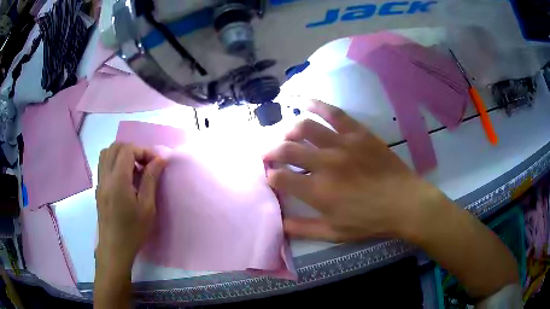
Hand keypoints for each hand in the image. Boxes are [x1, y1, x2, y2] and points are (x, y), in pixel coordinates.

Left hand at [95, 143, 165, 267]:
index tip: (156, 163)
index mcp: (118, 180)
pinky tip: (124, 176)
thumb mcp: (147, 207)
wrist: (114, 248)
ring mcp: (100, 181)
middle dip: (133, 150)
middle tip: (146, 164)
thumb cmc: (133, 231)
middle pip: (116, 147)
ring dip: (122, 153)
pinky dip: (114, 161)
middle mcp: (105, 176)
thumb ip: (151, 179)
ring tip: (134, 168)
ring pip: (107, 153)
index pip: (128, 150)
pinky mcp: (98, 188)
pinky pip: (103, 164)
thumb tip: (160, 159)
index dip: (144, 151)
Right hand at [264, 100, 444, 241]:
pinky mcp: (358, 133)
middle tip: (268, 155)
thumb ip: (303, 229)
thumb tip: (278, 223)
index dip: (270, 176)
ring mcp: (342, 144)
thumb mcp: (334, 233)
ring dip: (288, 130)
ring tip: (286, 136)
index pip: (280, 178)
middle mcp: (325, 164)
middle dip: (271, 152)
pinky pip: (334, 113)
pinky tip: (303, 102)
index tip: (270, 177)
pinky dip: (316, 105)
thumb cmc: (370, 221)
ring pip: (305, 128)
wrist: (404, 203)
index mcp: (318, 192)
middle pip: (286, 150)